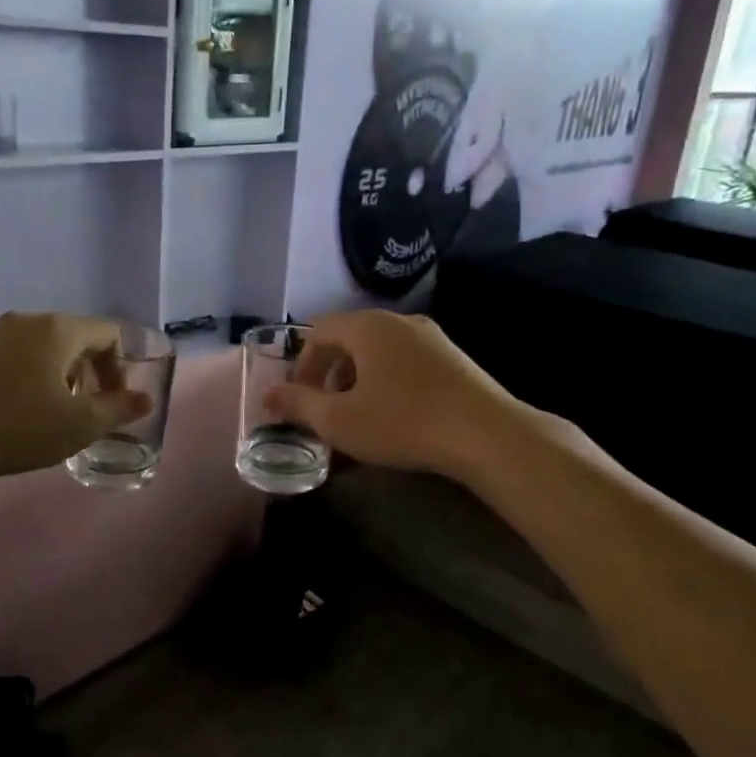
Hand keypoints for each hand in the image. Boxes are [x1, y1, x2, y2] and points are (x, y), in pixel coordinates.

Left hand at [0, 313, 152, 487]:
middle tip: (87, 408)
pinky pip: (15, 355)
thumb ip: (119, 409)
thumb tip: (146, 398)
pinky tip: (18, 408)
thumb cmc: (18, 428)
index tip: (112, 402)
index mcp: (58, 329)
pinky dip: (30, 374)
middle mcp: (27, 320)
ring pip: (43, 346)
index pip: (108, 334)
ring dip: (60, 373)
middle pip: (75, 336)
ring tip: (54, 410)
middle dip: (90, 371)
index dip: (120, 367)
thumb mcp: (80, 425)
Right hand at [264, 310, 521, 480]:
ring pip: (379, 351)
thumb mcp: (339, 420)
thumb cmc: (402, 422)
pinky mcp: (454, 359)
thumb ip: (298, 405)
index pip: (319, 330)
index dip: (302, 363)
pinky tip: (395, 416)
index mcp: (368, 326)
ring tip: (358, 416)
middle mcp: (399, 321)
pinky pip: (406, 362)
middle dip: (330, 373)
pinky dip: (388, 382)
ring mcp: (432, 337)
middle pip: (350, 338)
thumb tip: (268, 396)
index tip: (300, 398)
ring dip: (358, 379)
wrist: (487, 435)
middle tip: (325, 410)